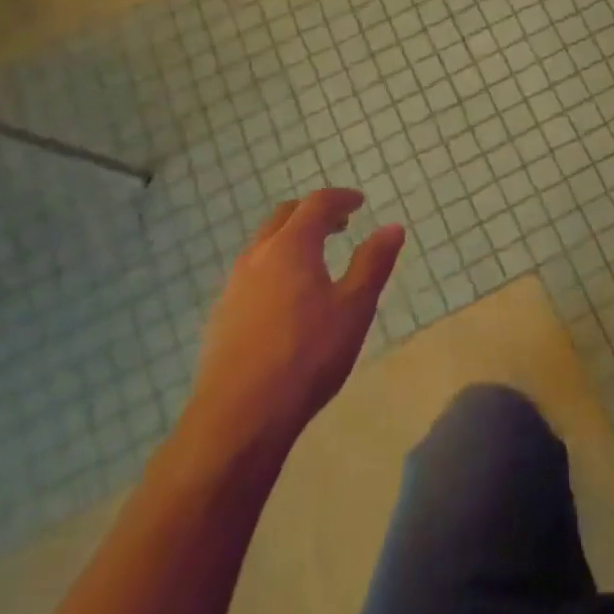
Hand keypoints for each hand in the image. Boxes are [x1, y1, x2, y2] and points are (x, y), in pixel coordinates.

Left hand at [182, 189, 404, 464]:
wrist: (240, 415)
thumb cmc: (307, 354)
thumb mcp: (354, 307)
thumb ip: (373, 263)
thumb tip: (392, 227)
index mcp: (291, 247)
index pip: (316, 204)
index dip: (340, 198)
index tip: (359, 203)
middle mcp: (257, 257)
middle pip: (284, 217)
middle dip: (313, 213)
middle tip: (339, 224)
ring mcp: (233, 286)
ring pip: (263, 245)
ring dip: (290, 239)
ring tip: (315, 259)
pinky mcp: (221, 315)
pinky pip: (251, 273)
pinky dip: (274, 267)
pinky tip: (287, 297)